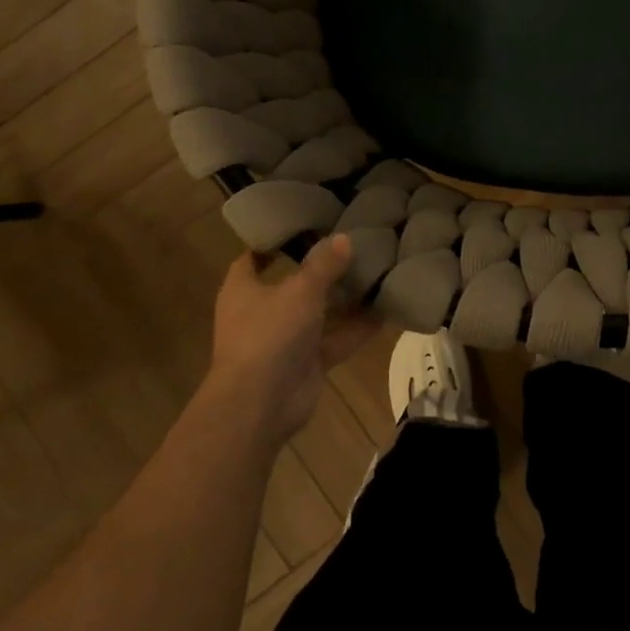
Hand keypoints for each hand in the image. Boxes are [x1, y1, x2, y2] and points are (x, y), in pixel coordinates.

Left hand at [207, 235, 378, 446]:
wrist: (260, 404)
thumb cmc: (270, 334)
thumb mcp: (301, 290)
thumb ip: (324, 264)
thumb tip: (343, 238)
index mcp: (244, 289)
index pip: (253, 258)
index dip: (274, 244)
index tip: (301, 227)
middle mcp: (261, 313)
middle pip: (293, 286)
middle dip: (321, 272)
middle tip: (353, 248)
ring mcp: (284, 341)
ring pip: (318, 314)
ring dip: (344, 302)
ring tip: (376, 276)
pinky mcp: (305, 364)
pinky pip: (335, 340)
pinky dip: (356, 330)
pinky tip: (385, 313)